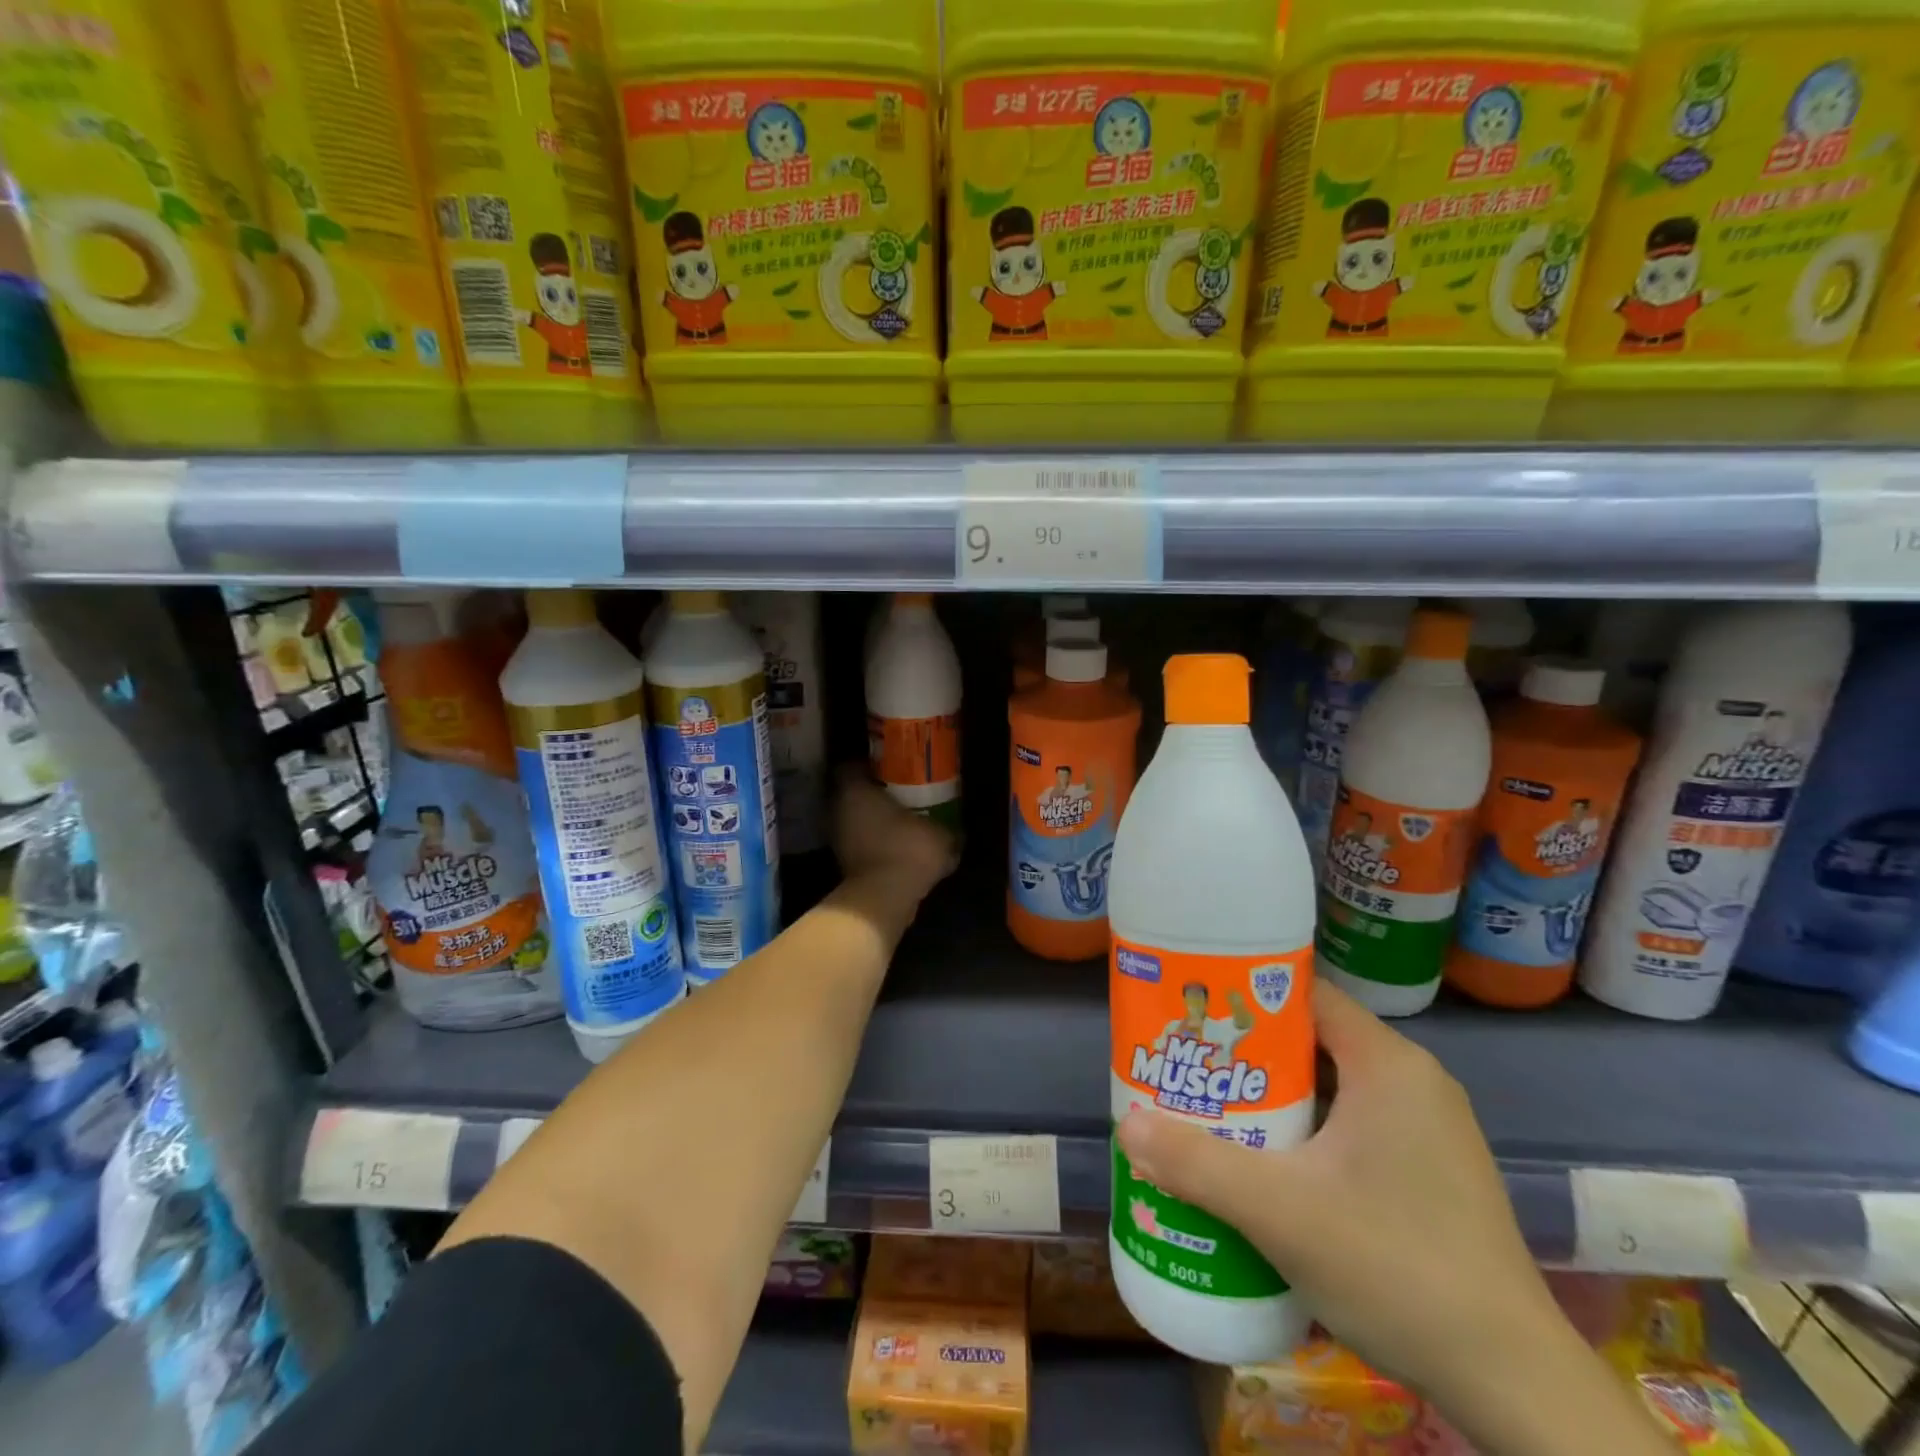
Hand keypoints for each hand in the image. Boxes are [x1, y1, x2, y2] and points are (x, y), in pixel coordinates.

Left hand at [831, 768, 955, 901]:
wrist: (883, 898)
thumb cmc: (907, 849)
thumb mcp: (940, 835)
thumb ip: (946, 829)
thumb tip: (957, 833)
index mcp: (855, 790)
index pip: (851, 767)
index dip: (869, 765)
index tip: (889, 768)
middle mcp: (838, 810)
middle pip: (850, 793)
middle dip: (871, 793)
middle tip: (898, 793)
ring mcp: (837, 838)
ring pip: (852, 819)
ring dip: (870, 820)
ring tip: (899, 821)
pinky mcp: (842, 863)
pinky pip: (858, 843)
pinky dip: (872, 843)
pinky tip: (895, 846)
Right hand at [1115, 981, 1572, 1408]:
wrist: (1516, 1390)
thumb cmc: (1399, 1269)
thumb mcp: (1282, 1213)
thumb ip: (1197, 1164)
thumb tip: (1125, 1124)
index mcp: (1387, 1064)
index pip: (1302, 994)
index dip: (1242, 994)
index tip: (1190, 1007)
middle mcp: (1411, 1082)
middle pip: (1310, 1040)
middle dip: (1245, 1052)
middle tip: (1186, 1063)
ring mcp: (1424, 1128)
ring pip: (1328, 1086)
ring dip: (1271, 1096)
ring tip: (1210, 1109)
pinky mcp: (1426, 1171)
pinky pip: (1350, 1124)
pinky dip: (1303, 1131)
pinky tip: (1265, 1163)